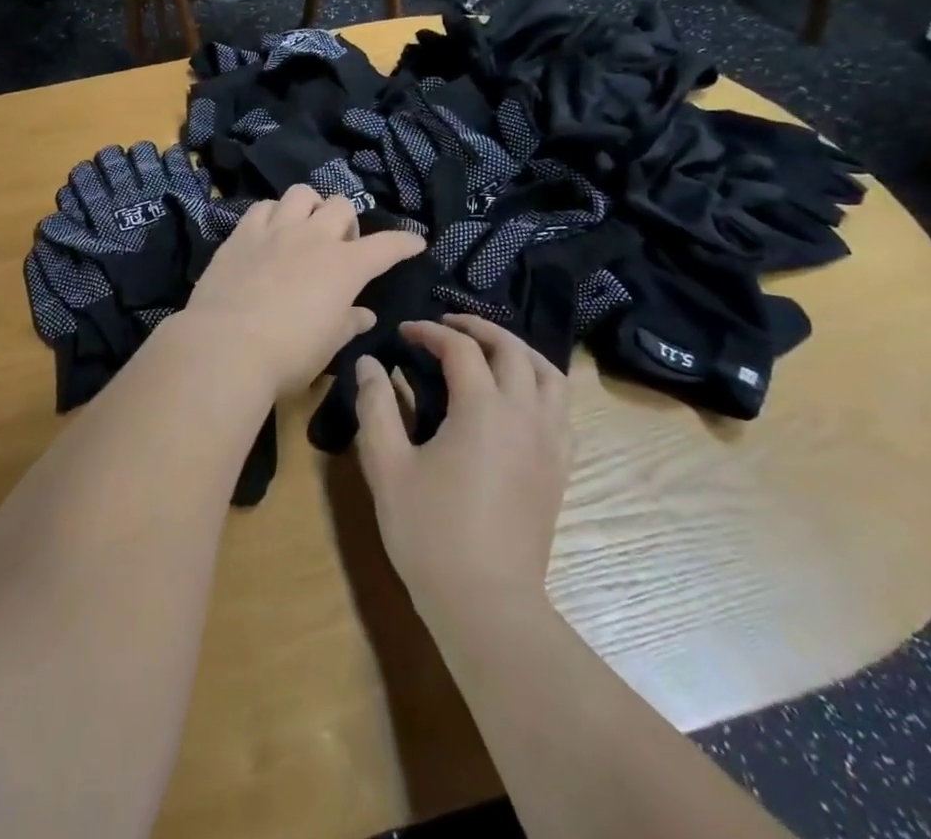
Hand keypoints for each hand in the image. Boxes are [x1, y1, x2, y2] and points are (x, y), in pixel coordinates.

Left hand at [174, 185, 425, 399]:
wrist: (226, 346)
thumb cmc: (288, 354)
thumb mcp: (328, 345)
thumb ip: (349, 323)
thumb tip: (365, 315)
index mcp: (344, 266)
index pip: (386, 246)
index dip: (404, 242)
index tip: (415, 242)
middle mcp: (313, 237)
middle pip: (340, 205)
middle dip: (347, 221)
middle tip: (339, 247)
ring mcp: (275, 230)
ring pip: (301, 193)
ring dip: (310, 207)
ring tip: (304, 229)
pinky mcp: (242, 233)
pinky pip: (263, 207)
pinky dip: (273, 214)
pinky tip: (269, 233)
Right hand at [354, 315, 570, 621]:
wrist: (486, 604)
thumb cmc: (429, 532)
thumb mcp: (387, 465)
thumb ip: (376, 406)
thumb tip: (369, 363)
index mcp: (482, 408)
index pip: (460, 348)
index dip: (430, 331)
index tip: (404, 332)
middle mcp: (524, 415)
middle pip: (512, 350)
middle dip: (478, 328)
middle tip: (447, 326)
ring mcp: (549, 443)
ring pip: (549, 375)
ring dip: (519, 351)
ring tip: (490, 350)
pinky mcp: (558, 470)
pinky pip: (562, 410)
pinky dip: (541, 386)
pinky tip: (517, 399)